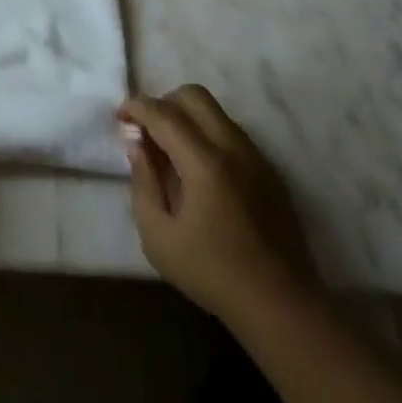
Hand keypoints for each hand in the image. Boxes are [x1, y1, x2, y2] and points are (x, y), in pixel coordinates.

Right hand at [119, 85, 318, 321]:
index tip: (120, 117)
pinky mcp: (269, 170)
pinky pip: (232, 133)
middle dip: (163, 102)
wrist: (281, 306)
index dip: (136, 107)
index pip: (164, 113)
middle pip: (194, 96)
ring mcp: (256, 157)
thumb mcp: (159, 238)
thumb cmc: (213, 274)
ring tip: (171, 151)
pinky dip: (208, 134)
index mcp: (204, 163)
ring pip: (216, 112)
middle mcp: (233, 148)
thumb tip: (138, 145)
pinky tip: (199, 171)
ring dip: (187, 117)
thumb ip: (143, 184)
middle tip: (147, 130)